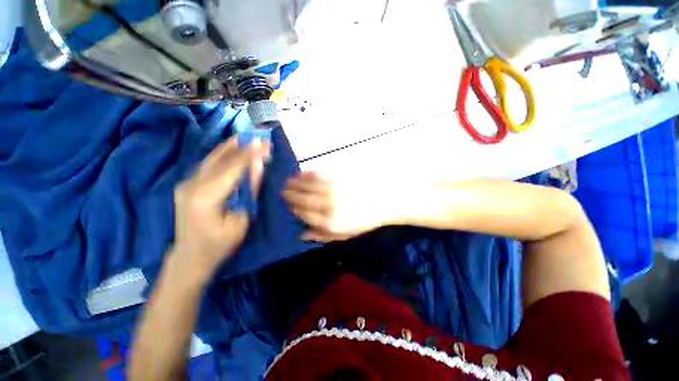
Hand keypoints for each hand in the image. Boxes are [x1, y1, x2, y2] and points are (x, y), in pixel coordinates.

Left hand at [173, 136, 270, 280]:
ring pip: (211, 159)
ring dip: (231, 147)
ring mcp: (186, 183)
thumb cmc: (220, 244)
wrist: (190, 256)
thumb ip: (249, 192)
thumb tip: (258, 167)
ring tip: (247, 137)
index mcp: (205, 197)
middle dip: (243, 147)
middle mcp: (191, 185)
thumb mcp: (241, 220)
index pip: (232, 169)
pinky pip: (207, 165)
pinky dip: (223, 154)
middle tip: (260, 137)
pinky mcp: (187, 184)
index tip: (265, 144)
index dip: (250, 154)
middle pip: (220, 160)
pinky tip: (232, 148)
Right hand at [283, 172, 395, 241]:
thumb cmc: (366, 219)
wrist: (386, 200)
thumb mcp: (346, 234)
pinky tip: (302, 173)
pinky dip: (308, 174)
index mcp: (331, 221)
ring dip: (296, 183)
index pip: (305, 215)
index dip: (294, 209)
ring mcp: (334, 189)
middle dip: (290, 195)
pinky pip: (319, 174)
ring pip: (309, 186)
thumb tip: (302, 234)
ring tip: (288, 181)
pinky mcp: (339, 176)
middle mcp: (329, 204)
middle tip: (282, 191)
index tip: (287, 205)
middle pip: (304, 199)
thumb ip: (323, 235)